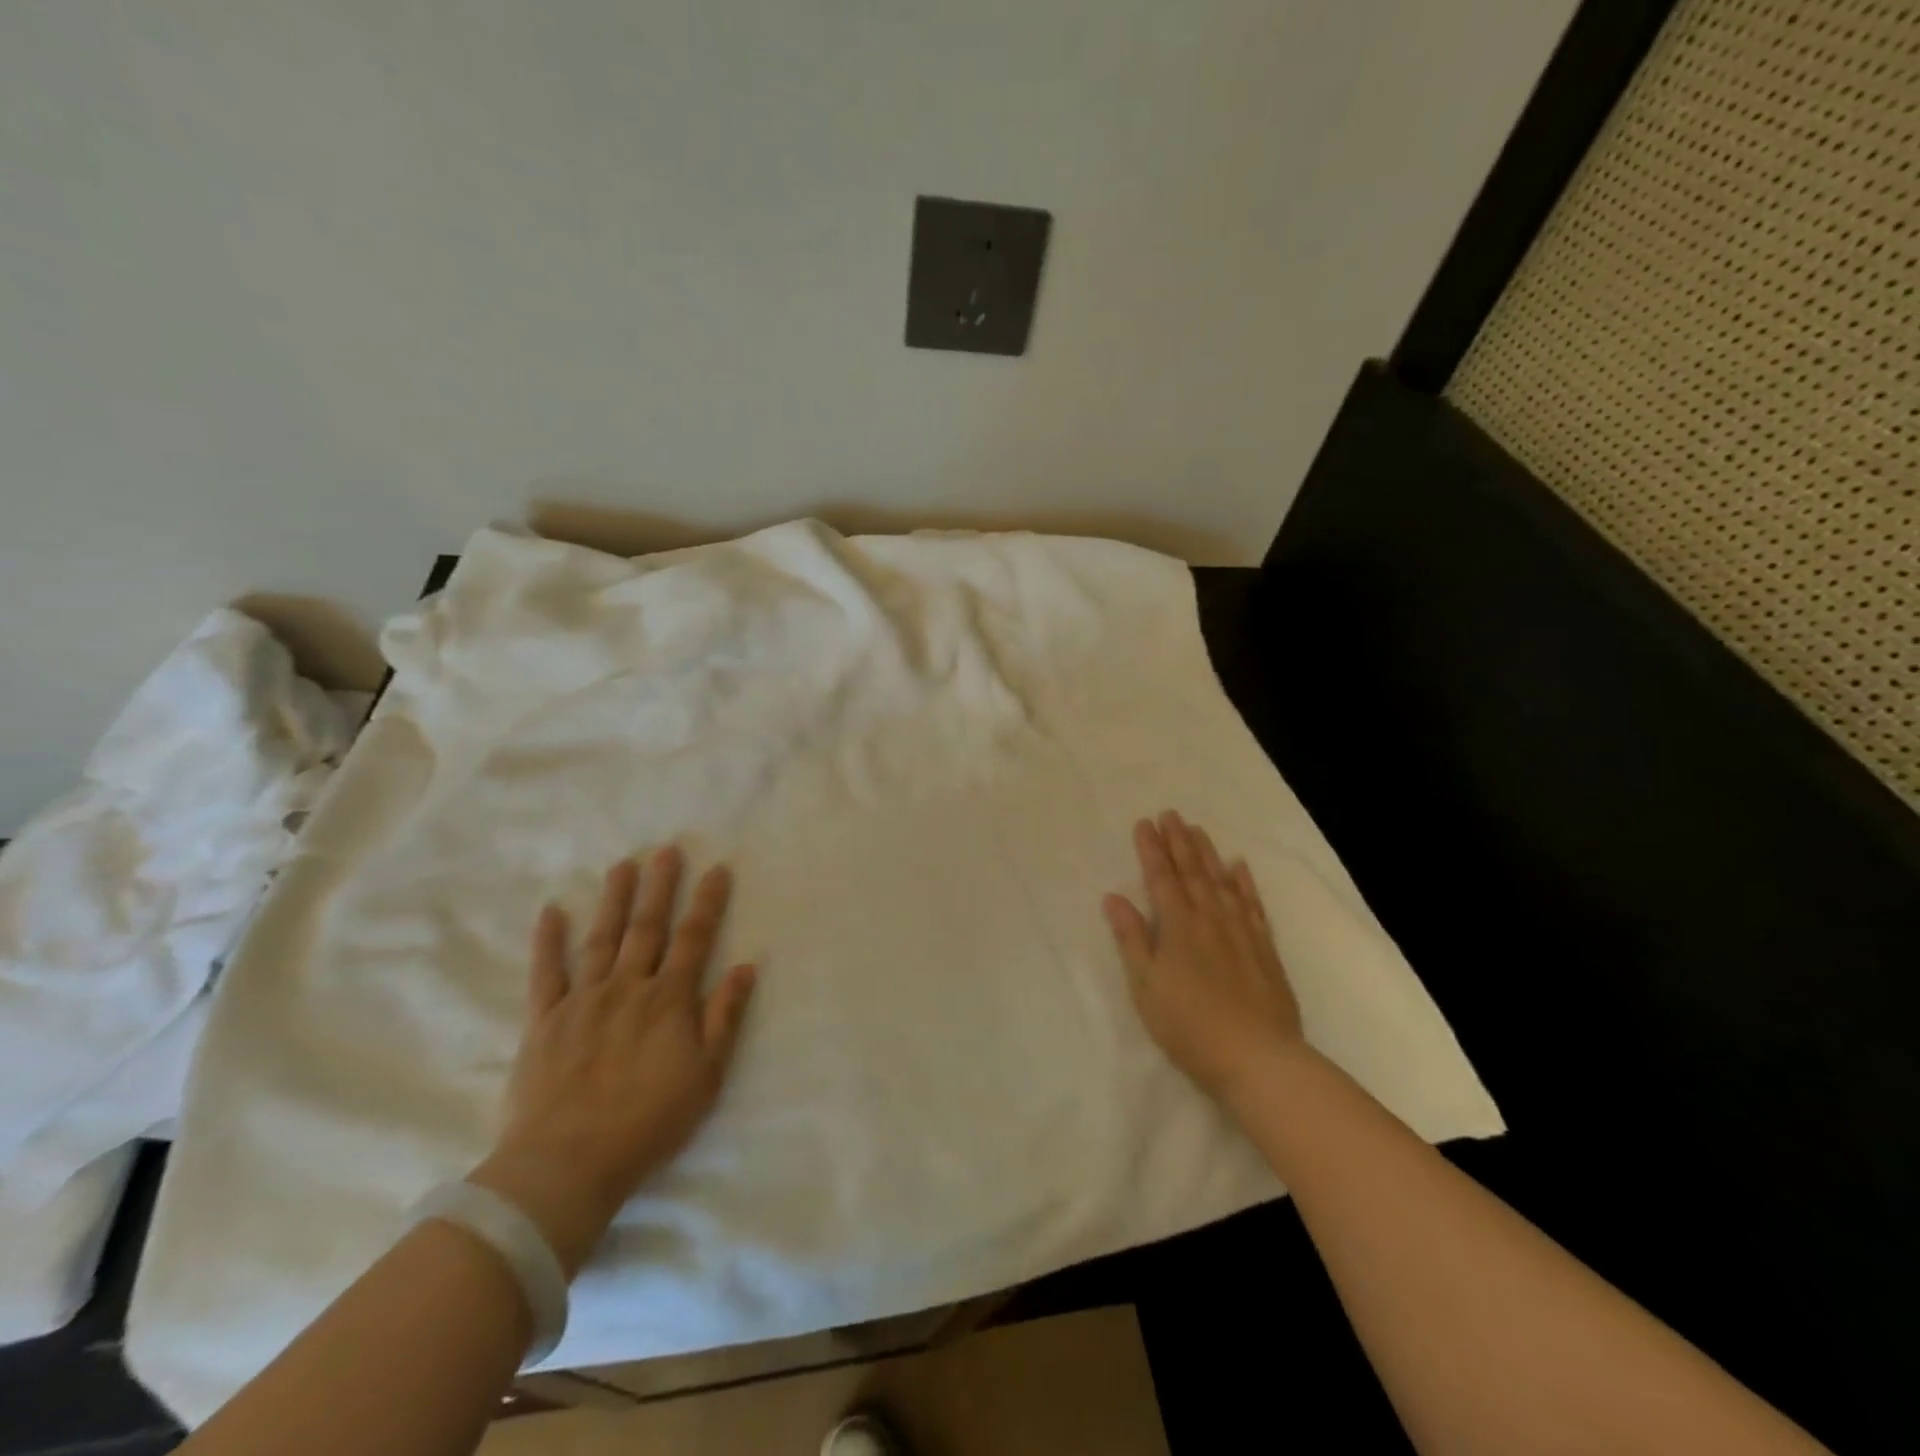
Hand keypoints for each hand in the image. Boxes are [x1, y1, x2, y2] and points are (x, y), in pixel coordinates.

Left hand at [470, 848, 757, 1275]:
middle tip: (667, 850)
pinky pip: (546, 973)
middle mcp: (628, 987)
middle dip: (660, 886)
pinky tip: (552, 911)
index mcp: (669, 999)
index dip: (707, 902)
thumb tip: (746, 966)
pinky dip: (549, 941)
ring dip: (614, 899)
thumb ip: (725, 1016)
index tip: (717, 869)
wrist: (567, 1164)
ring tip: (623, 865)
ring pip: (602, 938)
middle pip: (648, 927)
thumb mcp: (706, 1074)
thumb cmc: (649, 1122)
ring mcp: (583, 1000)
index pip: (695, 938)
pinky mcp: (544, 1020)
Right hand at [1103, 811, 1304, 1105]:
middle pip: (1192, 871)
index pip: (1160, 878)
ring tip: (1198, 829)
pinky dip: (1244, 883)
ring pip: (1221, 881)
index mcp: (1177, 926)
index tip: (1144, 823)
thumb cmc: (1189, 1025)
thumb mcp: (1146, 986)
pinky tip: (1239, 866)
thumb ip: (1131, 939)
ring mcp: (1240, 931)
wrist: (1257, 1057)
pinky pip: (1252, 905)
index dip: (1151, 849)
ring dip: (1208, 853)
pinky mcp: (1264, 948)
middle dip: (1178, 841)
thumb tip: (1113, 897)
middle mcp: (1209, 919)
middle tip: (1171, 814)